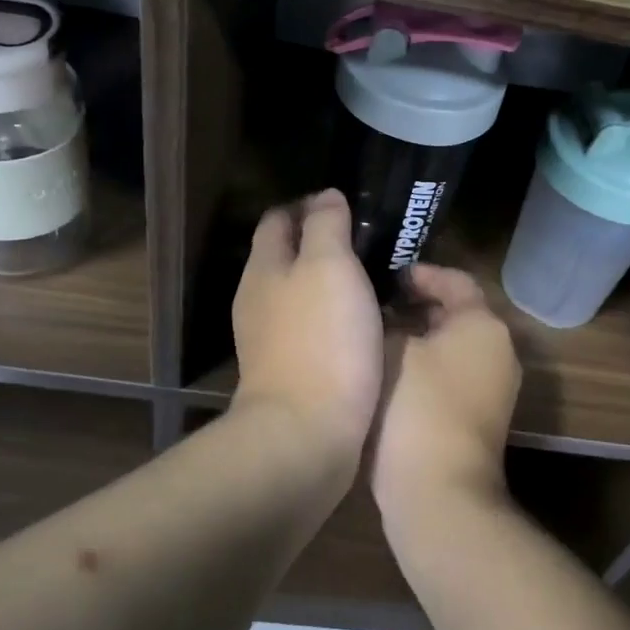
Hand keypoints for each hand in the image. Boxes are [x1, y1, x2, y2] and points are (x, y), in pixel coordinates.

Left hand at [230, 190, 383, 462]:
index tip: (347, 205)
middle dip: (320, 242)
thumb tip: (326, 196)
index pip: (278, 219)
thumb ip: (327, 225)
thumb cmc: (322, 339)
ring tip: (371, 278)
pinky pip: (310, 327)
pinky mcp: (288, 370)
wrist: (307, 433)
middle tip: (367, 241)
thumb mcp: (330, 266)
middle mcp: (258, 298)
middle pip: (286, 255)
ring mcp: (269, 338)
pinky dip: (332, 316)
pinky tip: (361, 322)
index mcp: (264, 267)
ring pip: (299, 293)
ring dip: (329, 281)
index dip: (308, 205)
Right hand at [370, 263, 521, 532]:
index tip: (387, 277)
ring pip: (453, 345)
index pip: (455, 280)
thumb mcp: (392, 350)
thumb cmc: (416, 405)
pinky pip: (451, 374)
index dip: (421, 273)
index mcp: (483, 324)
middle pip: (457, 312)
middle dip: (417, 304)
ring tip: (375, 334)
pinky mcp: (479, 417)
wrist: (438, 492)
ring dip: (419, 336)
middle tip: (376, 303)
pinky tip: (387, 372)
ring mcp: (493, 387)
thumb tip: (386, 316)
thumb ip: (389, 321)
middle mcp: (498, 350)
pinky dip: (425, 365)